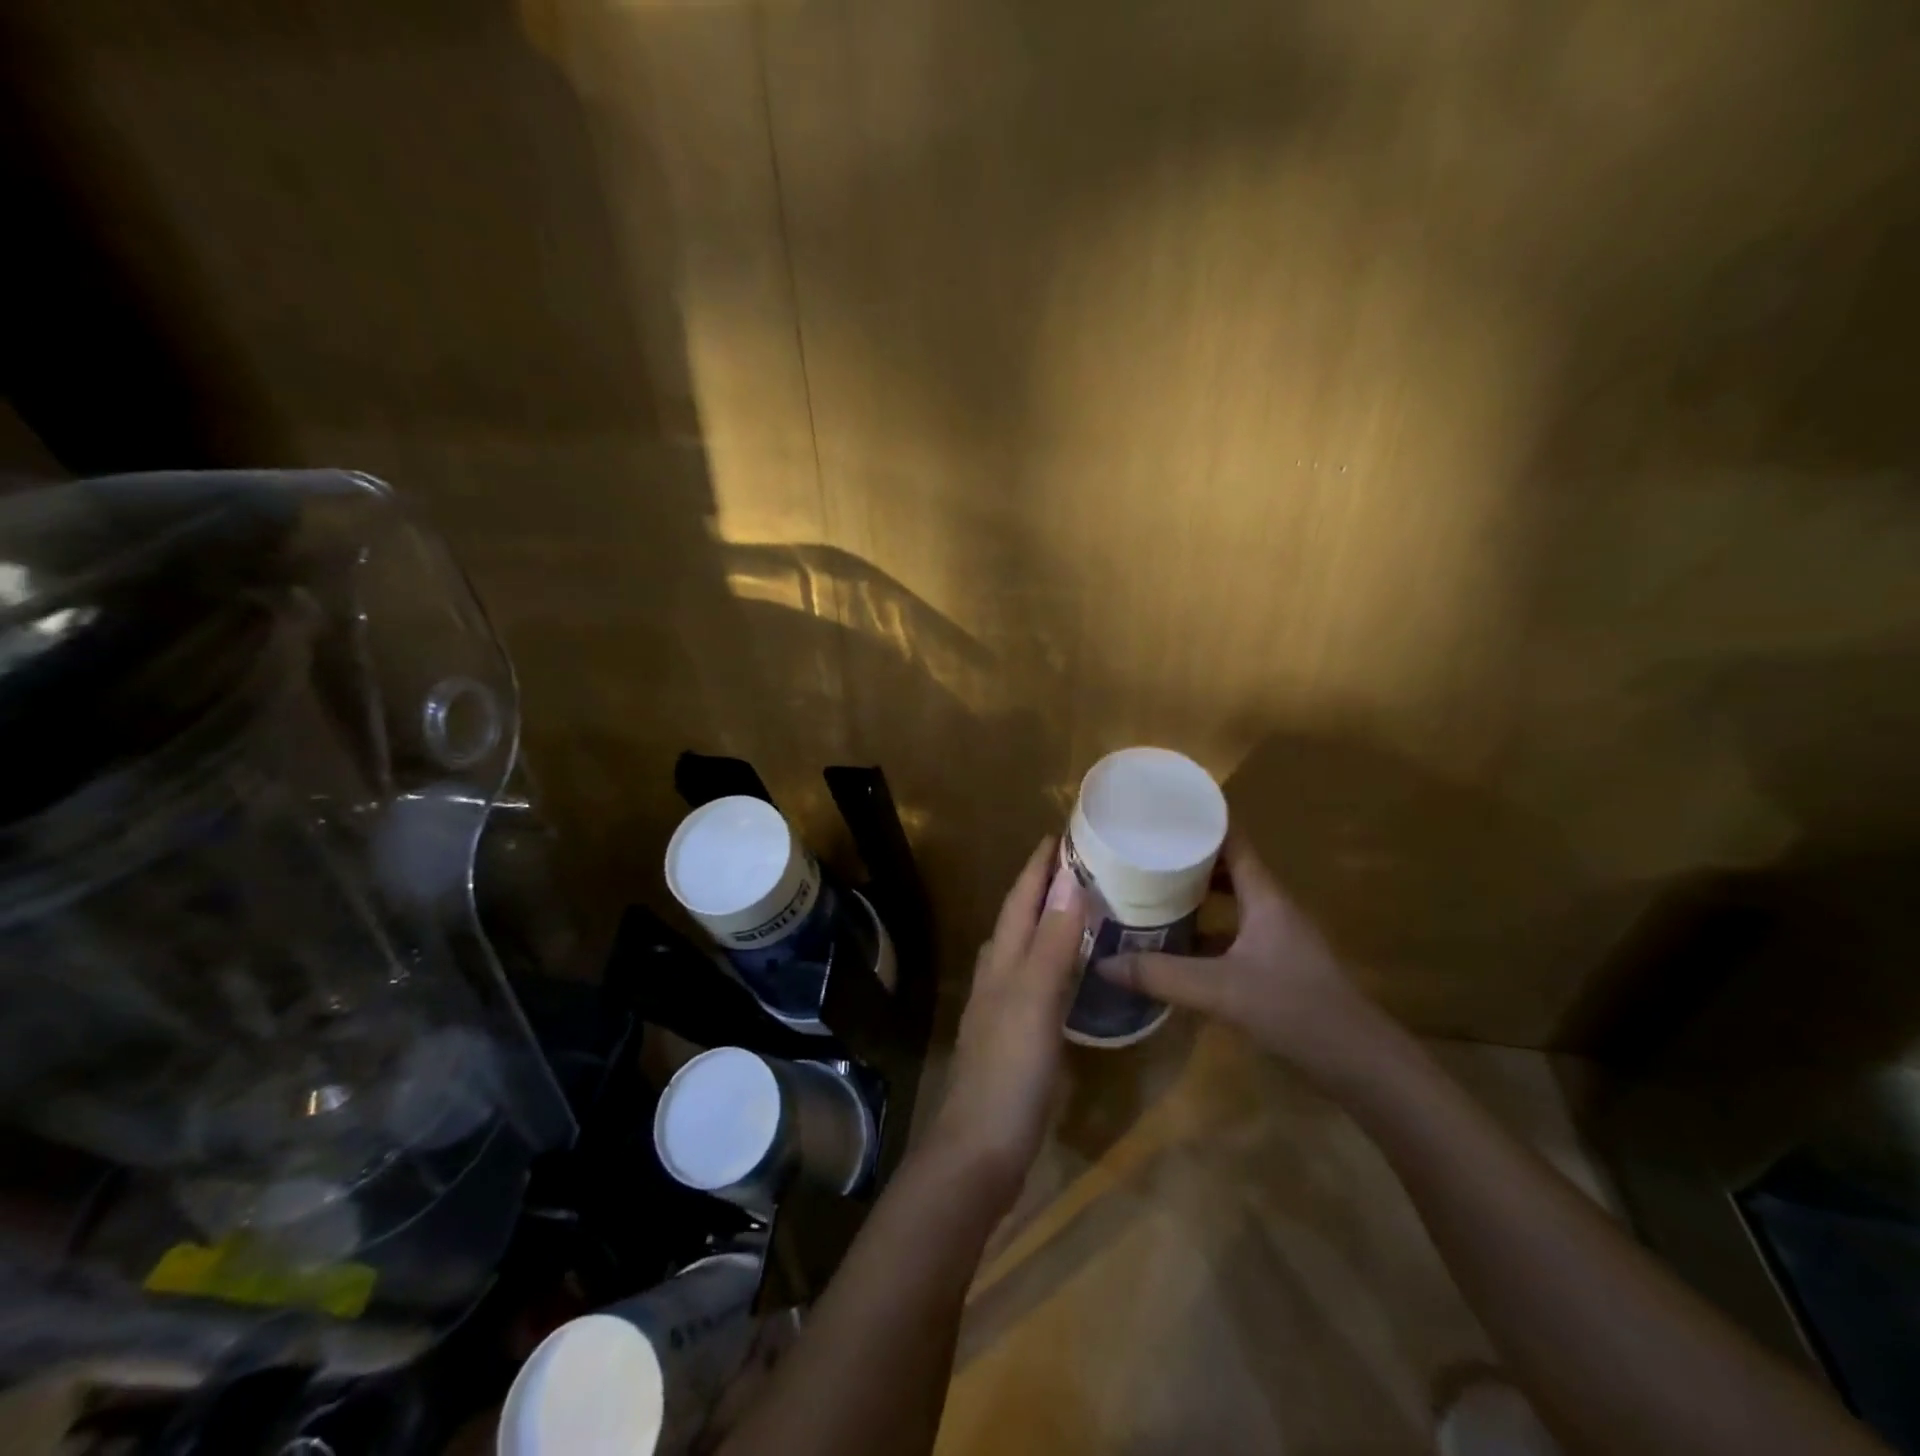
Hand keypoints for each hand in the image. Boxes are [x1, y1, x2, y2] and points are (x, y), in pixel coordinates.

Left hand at [923, 836, 1083, 1205]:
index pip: (1021, 900)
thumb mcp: (1036, 999)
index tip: (1060, 835)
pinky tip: (1070, 973)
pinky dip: (1054, 962)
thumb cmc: (1010, 1069)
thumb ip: (1054, 942)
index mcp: (1002, 960)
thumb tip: (1070, 881)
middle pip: (1020, 919)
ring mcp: (1003, 1007)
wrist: (981, 1148)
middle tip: (1078, 865)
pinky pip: (1037, 981)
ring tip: (1079, 908)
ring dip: (1048, 923)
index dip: (1038, 868)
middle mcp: (998, 975)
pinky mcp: (1015, 1037)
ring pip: (1025, 949)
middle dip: (1042, 888)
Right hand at [1096, 832, 1388, 1081]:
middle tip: (1142, 852)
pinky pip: (1232, 932)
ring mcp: (1277, 937)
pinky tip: (1175, 944)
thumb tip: (1104, 962)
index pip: (1233, 841)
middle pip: (1227, 868)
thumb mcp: (1220, 990)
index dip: (1201, 822)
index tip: (1161, 812)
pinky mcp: (1276, 965)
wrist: (1359, 1063)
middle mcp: (1272, 908)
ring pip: (1230, 902)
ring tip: (1150, 891)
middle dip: (1187, 859)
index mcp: (1265, 897)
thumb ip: (1161, 975)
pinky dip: (1205, 930)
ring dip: (1195, 895)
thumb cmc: (1295, 1009)